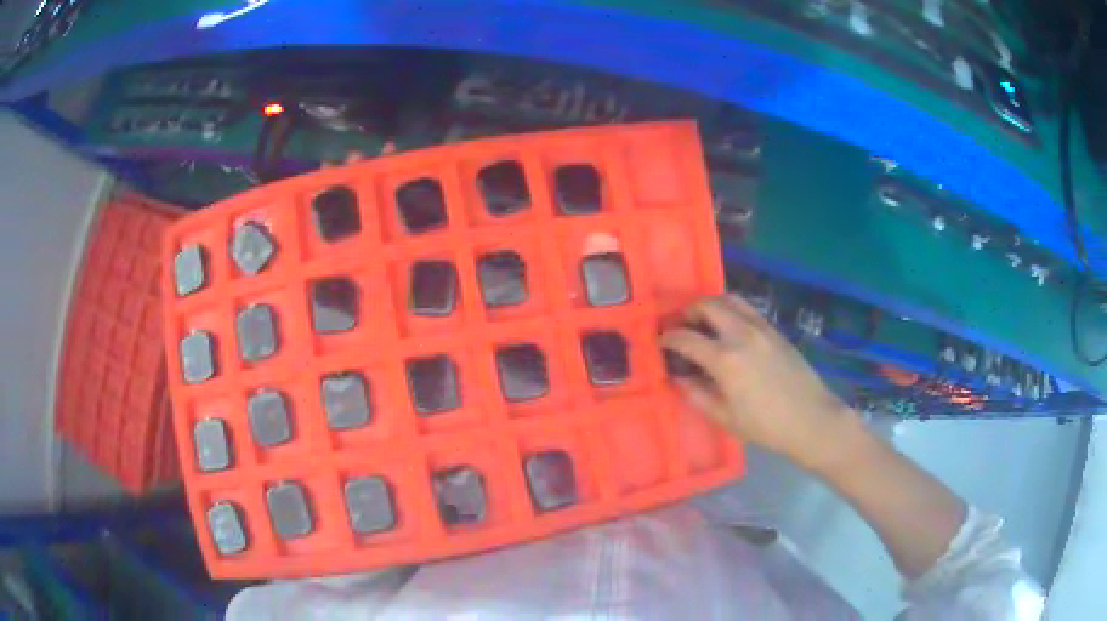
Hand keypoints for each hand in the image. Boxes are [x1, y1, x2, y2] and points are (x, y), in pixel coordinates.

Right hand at [661, 294, 864, 473]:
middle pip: (708, 305)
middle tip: (681, 326)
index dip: (669, 338)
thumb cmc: (766, 426)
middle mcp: (741, 334)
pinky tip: (730, 328)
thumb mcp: (725, 418)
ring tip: (704, 321)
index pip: (687, 338)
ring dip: (711, 305)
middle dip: (688, 312)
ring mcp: (761, 328)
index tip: (661, 342)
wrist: (811, 419)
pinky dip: (732, 310)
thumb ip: (697, 395)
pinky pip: (748, 309)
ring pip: (730, 299)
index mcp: (725, 359)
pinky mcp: (775, 330)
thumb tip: (679, 378)